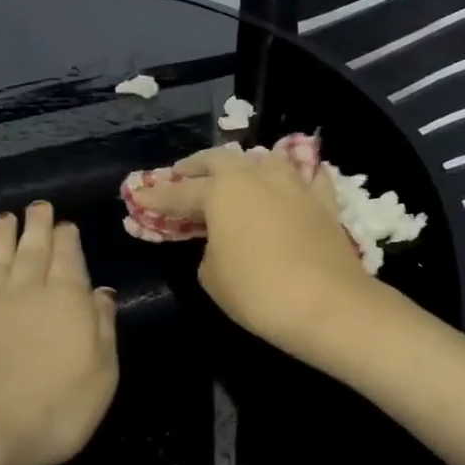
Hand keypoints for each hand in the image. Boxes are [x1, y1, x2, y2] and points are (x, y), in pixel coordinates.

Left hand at [0, 202, 118, 464]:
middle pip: (32, 250)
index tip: (66, 223)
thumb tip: (101, 292)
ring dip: (2, 235)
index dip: (68, 239)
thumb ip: (102, 327)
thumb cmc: (53, 409)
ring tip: (4, 217)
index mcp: (66, 300)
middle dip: (37, 226)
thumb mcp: (101, 374)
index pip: (69, 259)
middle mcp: (25, 290)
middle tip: (38, 207)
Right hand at [127, 144, 378, 355]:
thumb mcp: (212, 275)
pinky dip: (295, 178)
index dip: (156, 197)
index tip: (138, 197)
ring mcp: (294, 185)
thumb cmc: (257, 291)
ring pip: (264, 160)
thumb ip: (208, 248)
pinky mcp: (324, 201)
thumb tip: (220, 240)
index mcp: (222, 191)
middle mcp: (257, 176)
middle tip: (182, 176)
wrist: (326, 304)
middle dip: (197, 167)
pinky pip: (307, 178)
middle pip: (221, 161)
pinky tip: (293, 182)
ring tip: (235, 176)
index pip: (180, 192)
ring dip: (244, 166)